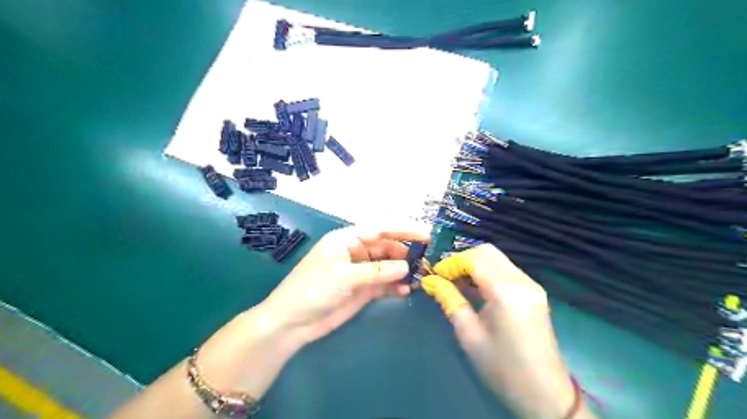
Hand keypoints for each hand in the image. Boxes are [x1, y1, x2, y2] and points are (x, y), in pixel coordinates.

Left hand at [264, 224, 431, 345]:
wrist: (293, 322)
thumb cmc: (313, 290)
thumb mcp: (344, 276)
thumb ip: (377, 271)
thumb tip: (406, 266)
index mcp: (347, 239)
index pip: (380, 229)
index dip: (403, 230)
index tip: (426, 234)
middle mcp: (355, 252)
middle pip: (386, 247)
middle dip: (405, 252)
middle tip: (427, 260)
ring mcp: (359, 271)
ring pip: (387, 266)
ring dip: (402, 270)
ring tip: (420, 276)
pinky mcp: (362, 289)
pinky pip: (383, 284)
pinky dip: (394, 286)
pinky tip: (405, 290)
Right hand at [419, 246, 595, 418]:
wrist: (545, 394)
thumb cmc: (502, 368)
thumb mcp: (469, 334)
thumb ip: (449, 300)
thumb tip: (430, 281)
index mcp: (506, 291)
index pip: (474, 258)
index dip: (451, 263)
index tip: (434, 275)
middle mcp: (522, 281)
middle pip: (487, 252)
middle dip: (462, 260)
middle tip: (445, 277)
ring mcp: (531, 285)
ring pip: (497, 259)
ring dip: (474, 265)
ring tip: (456, 284)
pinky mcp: (534, 292)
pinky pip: (506, 270)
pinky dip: (487, 273)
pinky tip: (475, 290)